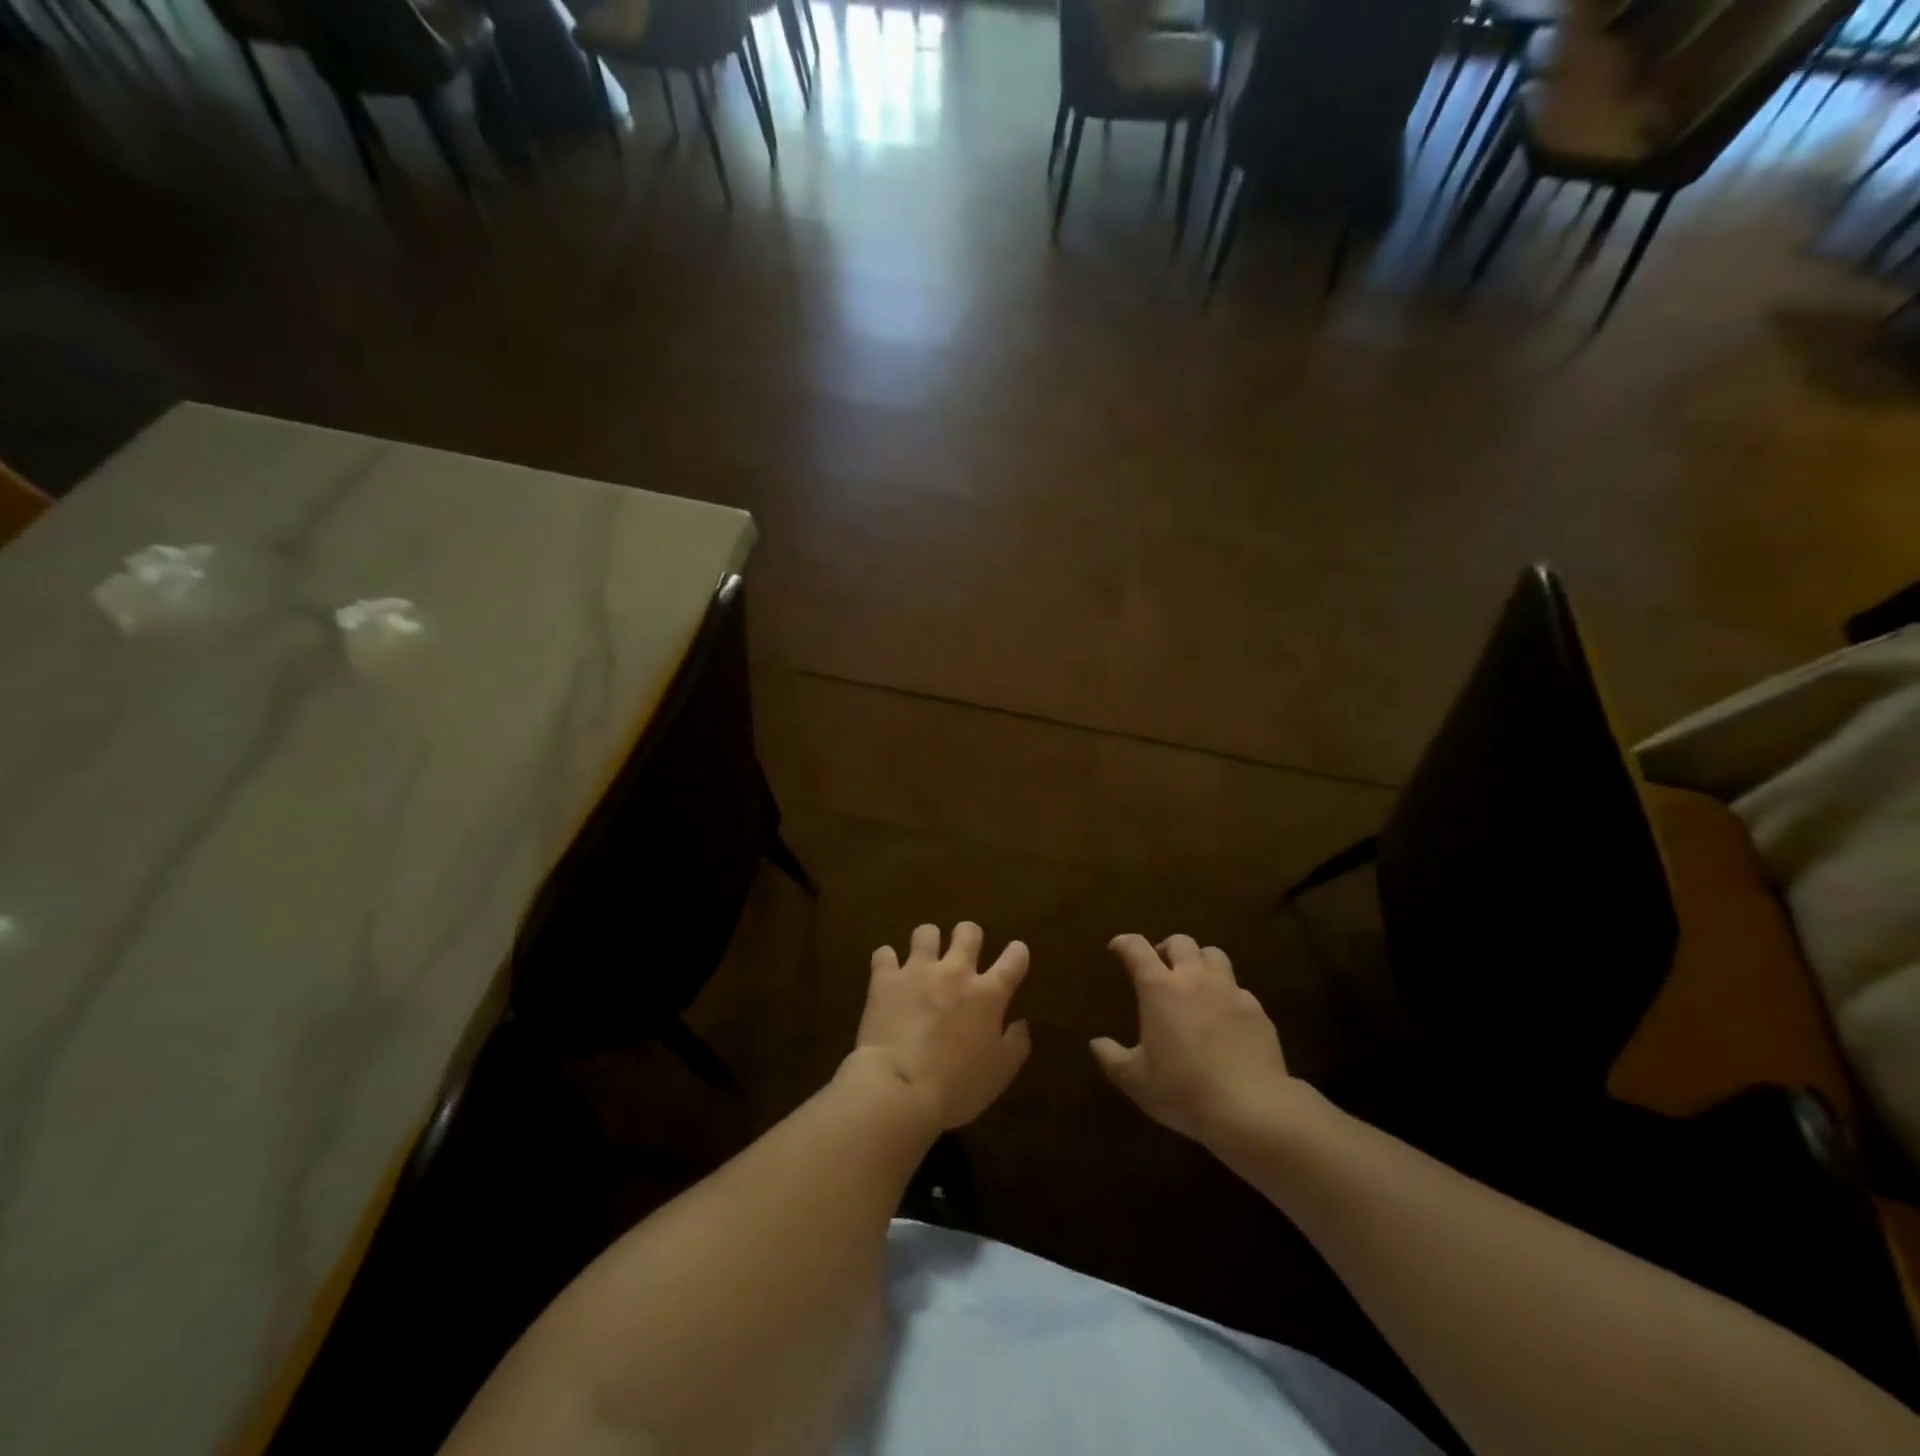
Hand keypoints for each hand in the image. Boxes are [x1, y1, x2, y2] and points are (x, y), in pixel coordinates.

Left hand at [854, 922, 1031, 1129]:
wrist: (900, 1089)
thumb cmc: (957, 1087)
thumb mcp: (999, 1074)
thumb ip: (1015, 1044)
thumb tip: (1020, 1023)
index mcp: (988, 994)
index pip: (1014, 959)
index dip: (1017, 953)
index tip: (1016, 953)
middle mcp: (955, 972)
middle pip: (968, 932)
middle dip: (969, 935)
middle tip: (965, 950)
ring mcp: (918, 971)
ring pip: (926, 932)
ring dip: (928, 942)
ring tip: (924, 956)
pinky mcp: (885, 979)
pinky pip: (884, 953)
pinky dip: (887, 961)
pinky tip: (887, 971)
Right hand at [1091, 934, 1293, 1143]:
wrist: (1251, 1109)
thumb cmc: (1183, 1090)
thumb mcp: (1135, 1080)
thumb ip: (1111, 1058)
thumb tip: (1096, 1043)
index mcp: (1159, 988)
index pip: (1136, 948)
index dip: (1124, 943)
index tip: (1117, 948)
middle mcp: (1194, 978)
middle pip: (1181, 942)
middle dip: (1166, 948)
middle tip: (1160, 968)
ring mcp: (1229, 991)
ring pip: (1214, 955)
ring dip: (1200, 962)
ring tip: (1195, 983)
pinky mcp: (1257, 1010)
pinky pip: (1239, 989)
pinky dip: (1226, 994)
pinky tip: (1224, 1018)